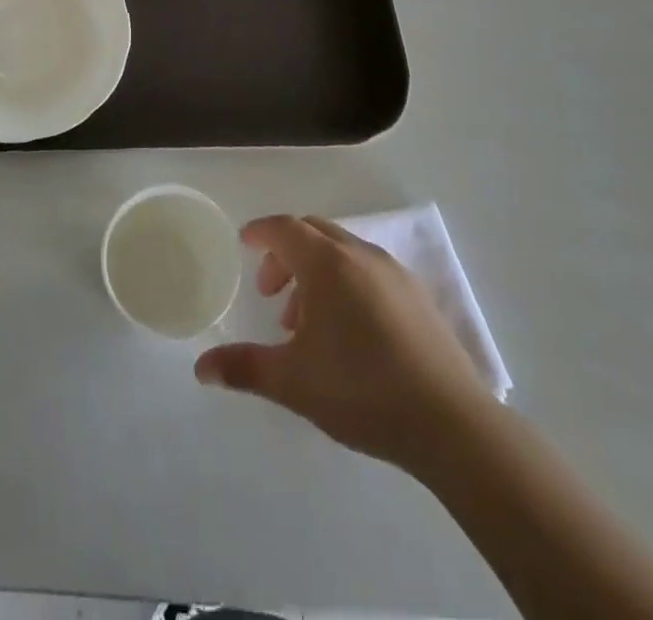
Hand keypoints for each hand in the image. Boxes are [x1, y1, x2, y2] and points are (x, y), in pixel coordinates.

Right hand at [195, 215, 490, 468]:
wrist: (451, 425)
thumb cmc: (362, 391)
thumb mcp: (293, 382)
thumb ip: (244, 368)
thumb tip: (201, 368)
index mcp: (328, 263)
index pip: (284, 228)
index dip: (260, 232)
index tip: (243, 243)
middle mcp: (360, 255)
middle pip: (313, 232)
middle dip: (285, 253)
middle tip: (269, 292)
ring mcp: (394, 273)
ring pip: (342, 251)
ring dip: (315, 271)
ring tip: (305, 321)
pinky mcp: (418, 296)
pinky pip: (368, 270)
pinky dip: (345, 282)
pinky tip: (347, 331)